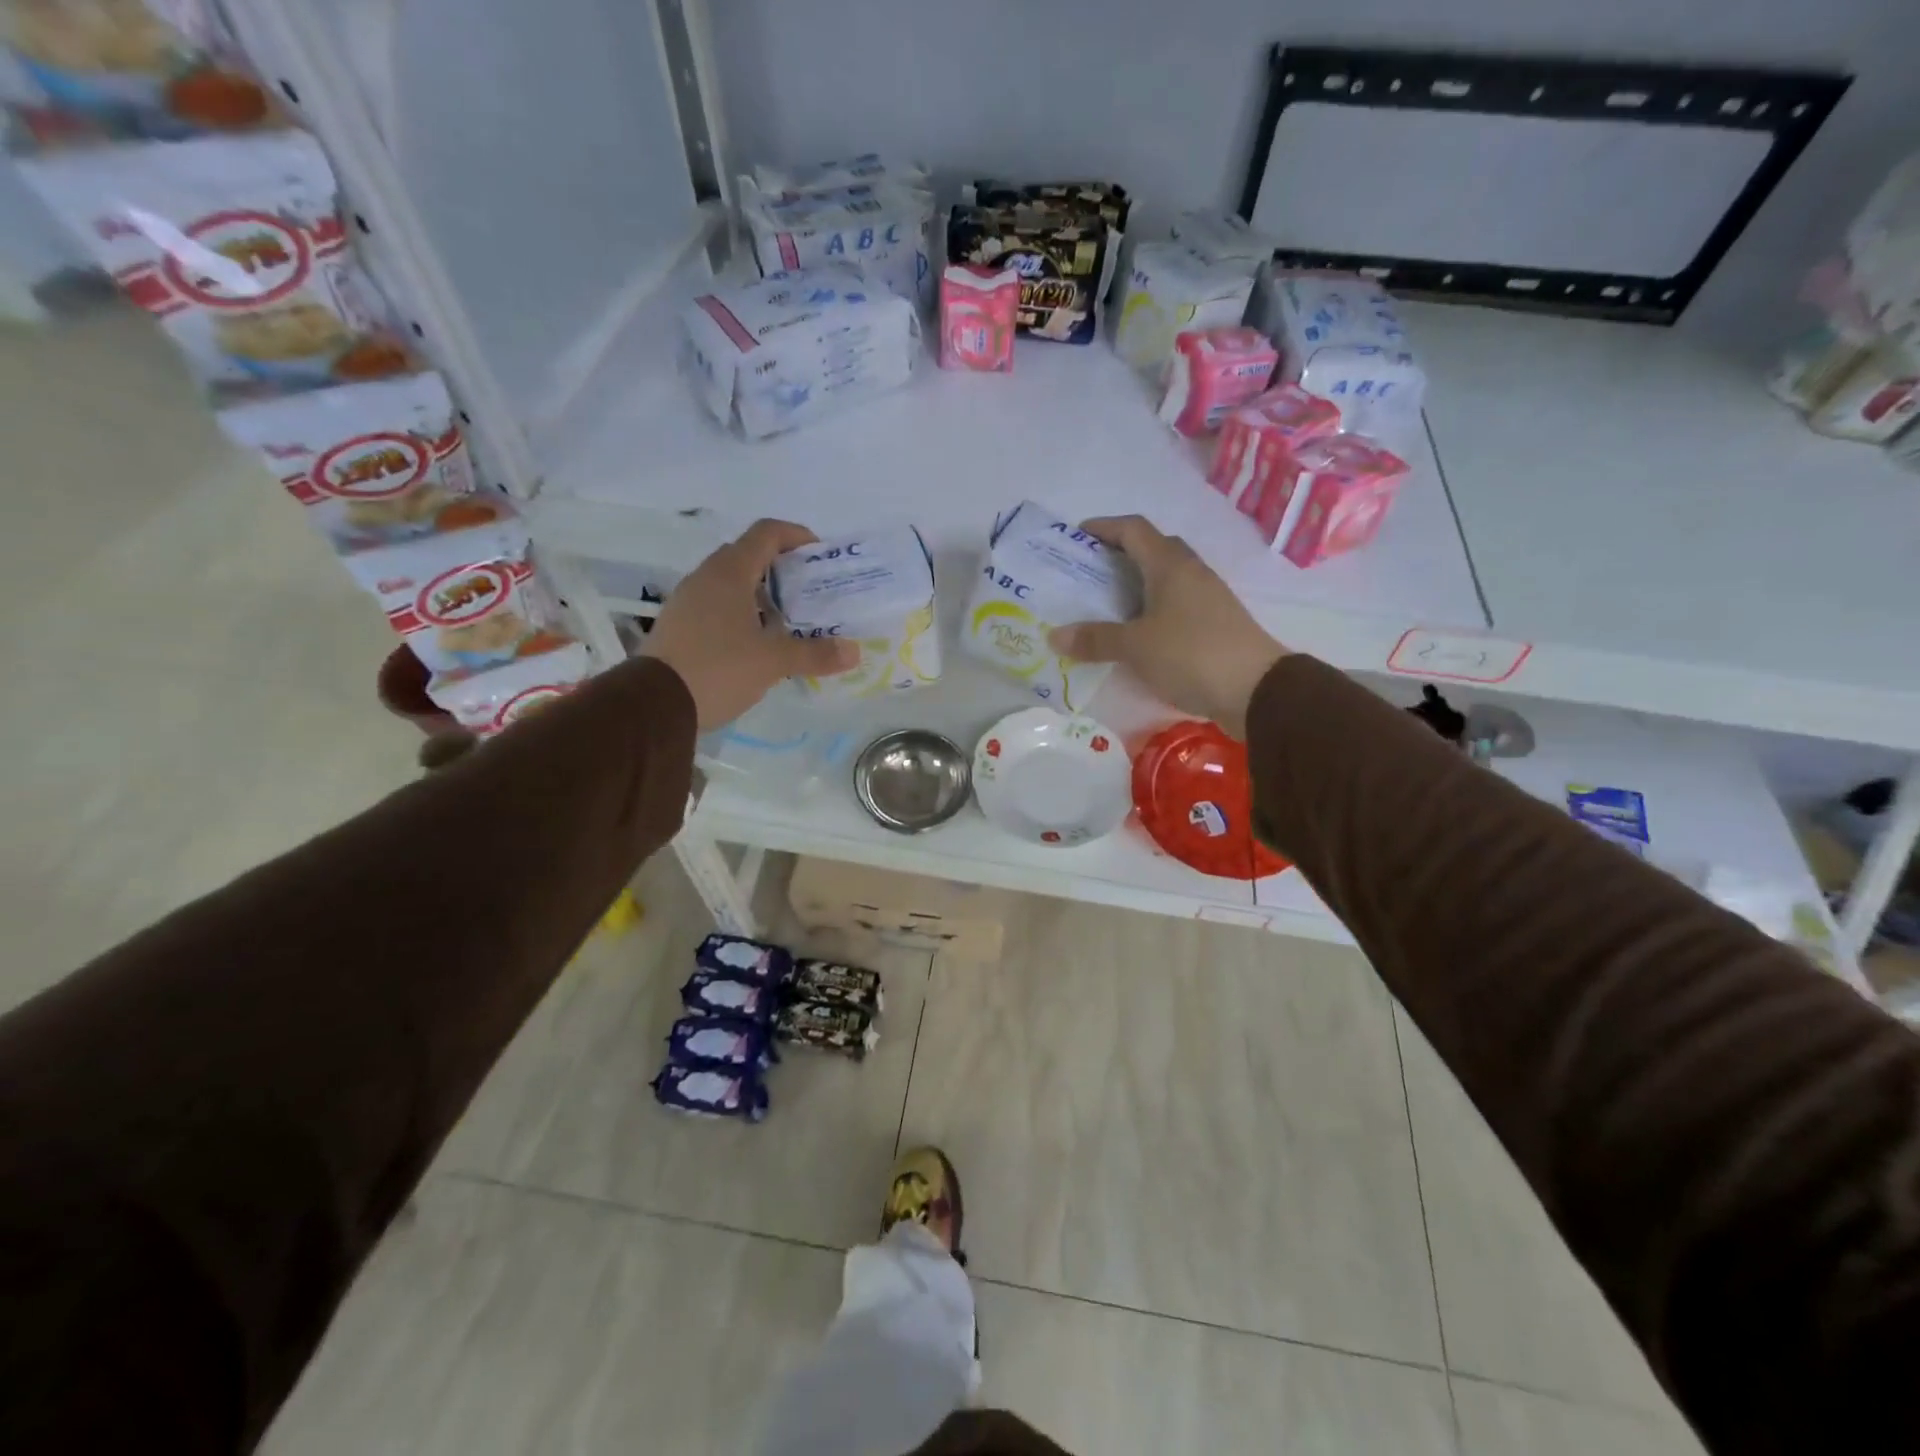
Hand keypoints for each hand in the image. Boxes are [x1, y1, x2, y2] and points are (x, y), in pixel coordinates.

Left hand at [642, 519, 856, 728]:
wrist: (654, 705)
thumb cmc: (718, 669)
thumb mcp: (773, 662)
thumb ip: (815, 653)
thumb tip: (853, 651)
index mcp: (730, 573)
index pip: (766, 533)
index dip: (796, 536)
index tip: (820, 555)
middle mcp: (705, 577)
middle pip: (748, 556)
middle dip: (781, 569)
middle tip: (807, 592)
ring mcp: (687, 601)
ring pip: (731, 584)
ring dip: (760, 594)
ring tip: (786, 621)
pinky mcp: (678, 625)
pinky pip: (716, 606)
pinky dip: (740, 614)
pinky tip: (755, 643)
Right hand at [1048, 515, 1288, 739]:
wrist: (1257, 689)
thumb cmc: (1191, 654)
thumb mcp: (1136, 647)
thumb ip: (1096, 638)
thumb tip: (1054, 635)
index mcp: (1170, 565)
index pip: (1133, 529)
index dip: (1104, 527)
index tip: (1076, 536)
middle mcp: (1190, 572)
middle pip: (1152, 549)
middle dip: (1119, 555)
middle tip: (1088, 574)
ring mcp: (1207, 597)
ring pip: (1166, 578)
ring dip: (1137, 584)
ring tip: (1106, 605)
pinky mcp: (1215, 623)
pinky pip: (1176, 603)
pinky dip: (1152, 609)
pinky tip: (1138, 632)